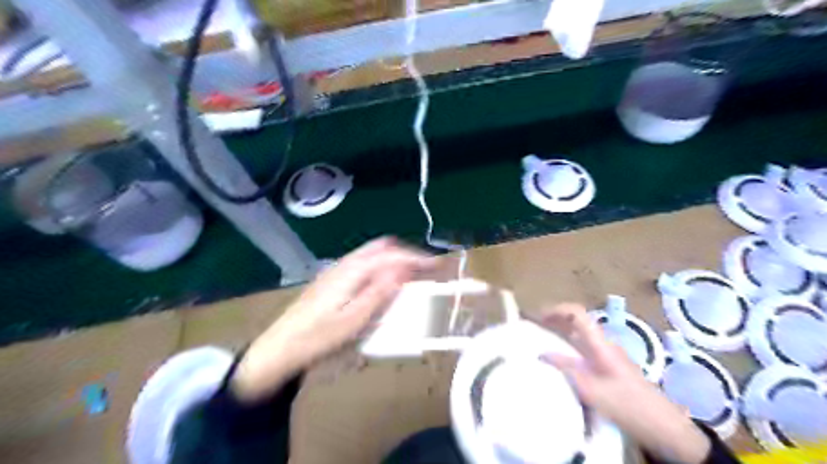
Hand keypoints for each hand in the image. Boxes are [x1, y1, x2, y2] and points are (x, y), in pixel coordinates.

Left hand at [230, 240, 433, 402]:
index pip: (392, 255)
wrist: (279, 348)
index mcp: (352, 271)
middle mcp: (345, 264)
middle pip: (382, 247)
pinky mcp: (331, 279)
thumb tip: (403, 269)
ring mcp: (336, 270)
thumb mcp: (353, 321)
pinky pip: (363, 263)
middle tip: (425, 269)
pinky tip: (383, 282)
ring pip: (372, 254)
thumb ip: (379, 293)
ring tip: (409, 275)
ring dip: (394, 259)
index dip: (417, 258)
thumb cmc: (318, 338)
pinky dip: (381, 266)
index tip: (438, 264)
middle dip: (406, 253)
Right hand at [537, 304, 710, 463]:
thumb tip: (541, 353)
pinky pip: (582, 349)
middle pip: (576, 321)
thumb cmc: (627, 405)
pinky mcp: (608, 366)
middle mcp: (603, 344)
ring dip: (559, 333)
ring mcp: (607, 355)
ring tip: (538, 340)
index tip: (536, 315)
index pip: (577, 313)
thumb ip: (566, 368)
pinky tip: (557, 361)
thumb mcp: (592, 390)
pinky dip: (566, 348)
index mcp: (600, 344)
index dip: (556, 309)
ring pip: (579, 335)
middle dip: (553, 319)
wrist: (663, 426)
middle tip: (531, 326)